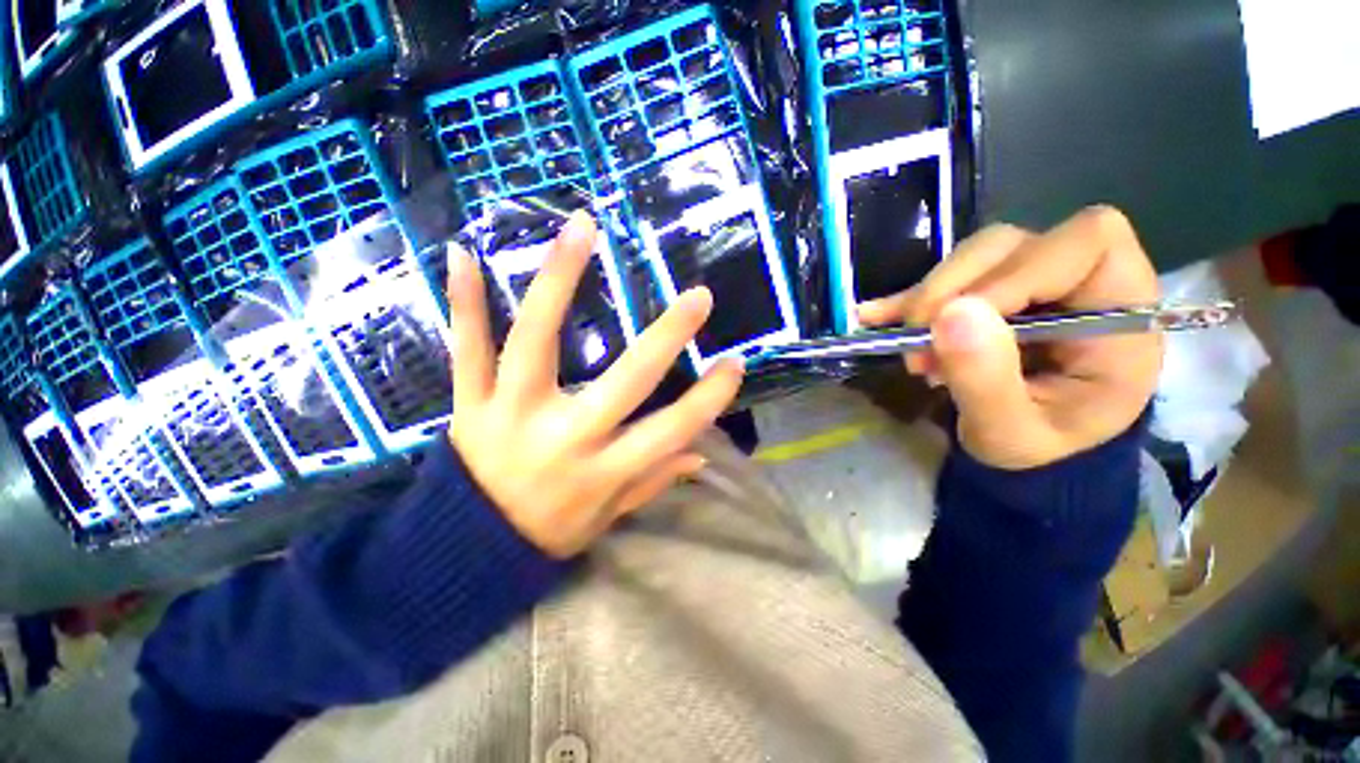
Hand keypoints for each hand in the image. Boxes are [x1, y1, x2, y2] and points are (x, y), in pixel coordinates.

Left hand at [445, 210, 744, 557]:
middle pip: (623, 380)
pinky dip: (464, 302)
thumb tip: (699, 455)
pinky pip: (465, 349)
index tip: (735, 364)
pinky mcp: (469, 404)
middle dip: (666, 338)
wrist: (468, 551)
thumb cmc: (550, 532)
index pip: (671, 431)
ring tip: (582, 228)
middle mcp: (563, 438)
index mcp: (602, 471)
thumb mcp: (609, 516)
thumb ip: (654, 481)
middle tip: (699, 298)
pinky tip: (465, 252)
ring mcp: (510, 414)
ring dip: (560, 280)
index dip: (708, 399)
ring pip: (535, 341)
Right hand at [858, 205, 1161, 469]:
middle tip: (917, 345)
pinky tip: (876, 316)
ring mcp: (1032, 282)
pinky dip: (909, 298)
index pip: (1085, 244)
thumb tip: (948, 314)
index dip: (1015, 273)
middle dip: (952, 290)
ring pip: (974, 256)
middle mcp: (1078, 282)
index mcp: (1120, 313)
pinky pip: (947, 277)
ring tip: (912, 352)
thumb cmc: (1038, 451)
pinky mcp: (993, 291)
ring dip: (928, 300)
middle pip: (1012, 244)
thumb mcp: (1013, 433)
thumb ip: (987, 380)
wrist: (1029, 455)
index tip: (959, 322)